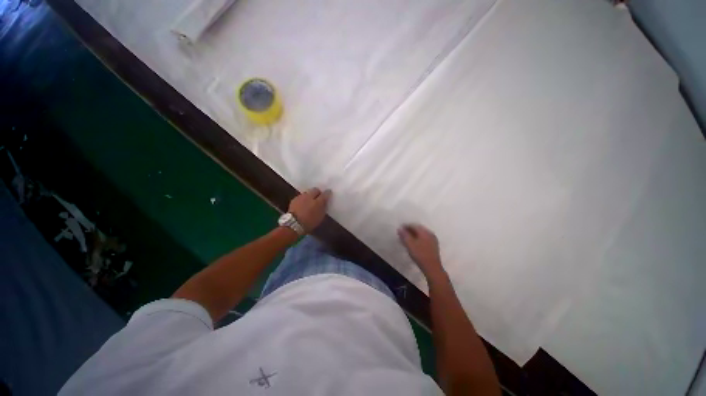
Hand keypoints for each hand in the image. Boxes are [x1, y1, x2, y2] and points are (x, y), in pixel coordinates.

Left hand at [289, 188, 331, 231]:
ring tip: (310, 201)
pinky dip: (303, 199)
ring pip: (308, 192)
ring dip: (310, 195)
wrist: (293, 224)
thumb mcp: (320, 217)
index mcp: (319, 201)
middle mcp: (310, 196)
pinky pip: (301, 196)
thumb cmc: (309, 222)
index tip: (328, 194)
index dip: (327, 193)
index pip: (325, 193)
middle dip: (318, 192)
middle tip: (319, 197)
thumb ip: (323, 208)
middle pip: (315, 190)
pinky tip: (303, 204)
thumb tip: (325, 202)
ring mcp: (301, 196)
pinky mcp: (294, 199)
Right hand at [398, 224, 443, 277]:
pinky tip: (414, 243)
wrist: (432, 267)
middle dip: (410, 230)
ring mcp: (433, 240)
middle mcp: (430, 233)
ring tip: (407, 239)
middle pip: (418, 229)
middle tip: (402, 233)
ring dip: (414, 235)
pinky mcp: (434, 246)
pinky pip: (424, 238)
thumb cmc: (420, 254)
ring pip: (421, 234)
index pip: (414, 225)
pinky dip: (418, 239)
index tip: (399, 229)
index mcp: (424, 232)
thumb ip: (404, 235)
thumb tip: (400, 228)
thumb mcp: (410, 244)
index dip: (406, 226)